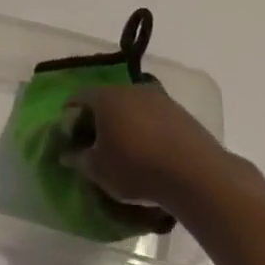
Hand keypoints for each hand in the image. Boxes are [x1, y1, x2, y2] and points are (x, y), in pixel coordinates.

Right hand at [71, 83, 264, 218]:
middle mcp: (132, 89)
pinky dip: (146, 129)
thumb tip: (67, 153)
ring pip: (132, 107)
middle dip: (98, 118)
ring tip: (124, 149)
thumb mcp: (98, 170)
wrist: (197, 175)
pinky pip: (154, 117)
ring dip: (124, 123)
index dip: (70, 115)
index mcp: (106, 97)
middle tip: (95, 142)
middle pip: (107, 99)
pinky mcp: (182, 113)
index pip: (79, 97)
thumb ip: (78, 158)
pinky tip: (150, 152)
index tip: (70, 136)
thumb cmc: (136, 168)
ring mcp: (160, 99)